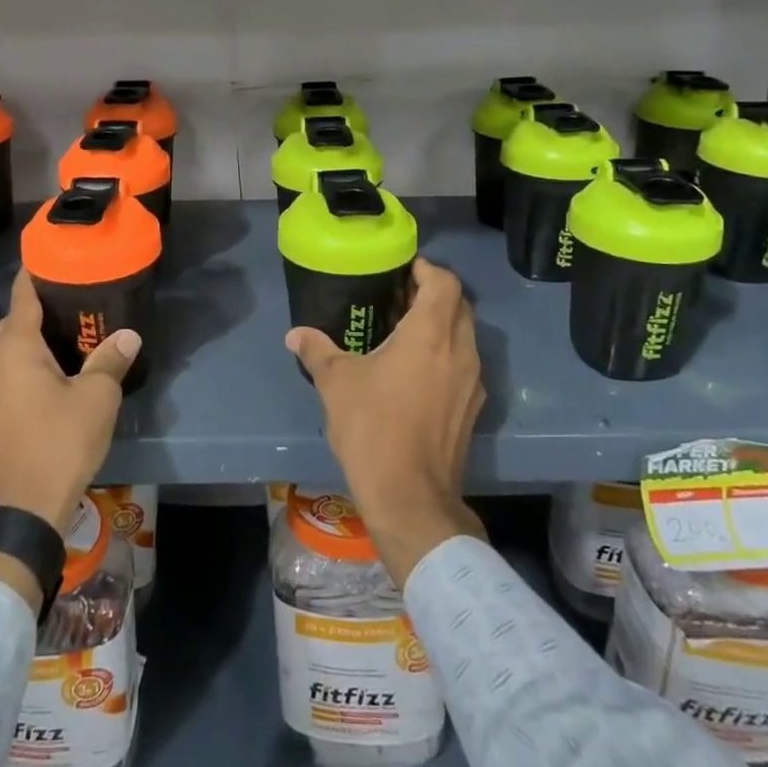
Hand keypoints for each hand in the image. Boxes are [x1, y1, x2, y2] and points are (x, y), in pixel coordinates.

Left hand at [0, 269, 138, 539]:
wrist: (19, 513)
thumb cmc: (59, 444)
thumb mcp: (96, 399)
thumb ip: (110, 361)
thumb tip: (128, 335)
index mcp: (15, 348)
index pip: (22, 296)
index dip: (34, 274)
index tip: (49, 259)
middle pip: (11, 325)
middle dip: (36, 313)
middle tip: (70, 309)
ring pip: (2, 354)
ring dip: (25, 346)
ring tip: (60, 347)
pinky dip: (17, 372)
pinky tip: (41, 386)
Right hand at [286, 257, 486, 585]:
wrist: (410, 497)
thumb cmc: (373, 428)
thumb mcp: (336, 383)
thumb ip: (317, 351)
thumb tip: (295, 333)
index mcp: (431, 334)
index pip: (445, 282)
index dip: (427, 269)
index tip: (403, 269)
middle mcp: (460, 351)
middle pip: (460, 305)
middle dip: (434, 294)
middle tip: (399, 297)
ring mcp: (472, 382)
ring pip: (465, 336)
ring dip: (442, 325)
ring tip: (404, 331)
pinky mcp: (472, 408)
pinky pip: (464, 365)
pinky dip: (446, 354)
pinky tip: (416, 371)